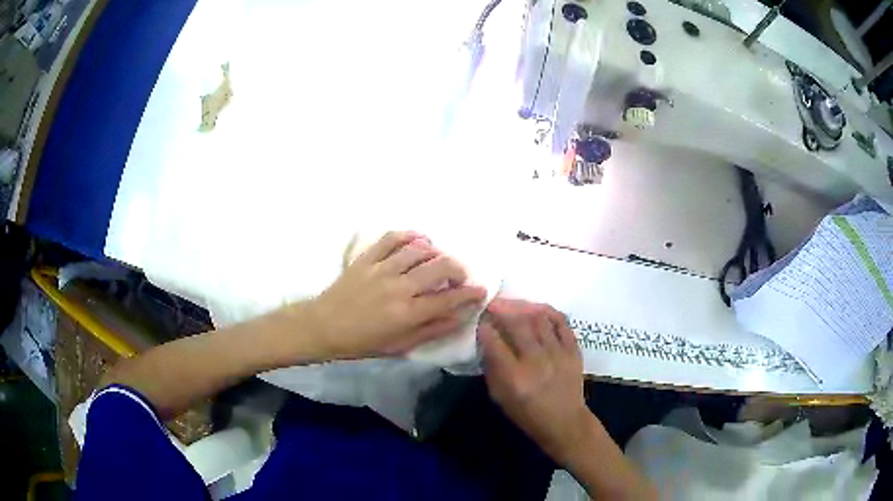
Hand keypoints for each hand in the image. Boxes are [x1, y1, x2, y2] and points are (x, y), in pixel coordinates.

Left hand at [309, 231, 486, 358]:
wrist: (323, 327)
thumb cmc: (362, 342)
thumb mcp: (399, 346)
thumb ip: (432, 330)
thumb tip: (460, 316)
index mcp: (407, 313)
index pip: (449, 299)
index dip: (470, 293)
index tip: (481, 290)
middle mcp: (399, 287)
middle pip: (440, 267)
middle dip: (458, 269)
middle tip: (460, 276)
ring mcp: (382, 269)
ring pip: (419, 250)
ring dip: (436, 253)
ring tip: (438, 261)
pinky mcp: (367, 258)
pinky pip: (392, 238)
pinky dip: (410, 236)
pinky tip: (419, 240)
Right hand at [479, 298, 591, 464]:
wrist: (565, 422)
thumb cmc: (527, 414)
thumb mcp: (500, 398)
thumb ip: (492, 369)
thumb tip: (487, 342)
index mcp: (515, 377)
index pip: (495, 343)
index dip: (484, 328)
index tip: (480, 321)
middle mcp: (536, 361)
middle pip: (518, 324)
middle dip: (502, 309)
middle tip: (493, 303)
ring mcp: (558, 353)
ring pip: (539, 318)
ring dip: (523, 307)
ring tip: (513, 304)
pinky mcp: (573, 350)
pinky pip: (562, 322)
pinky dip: (548, 312)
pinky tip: (537, 309)